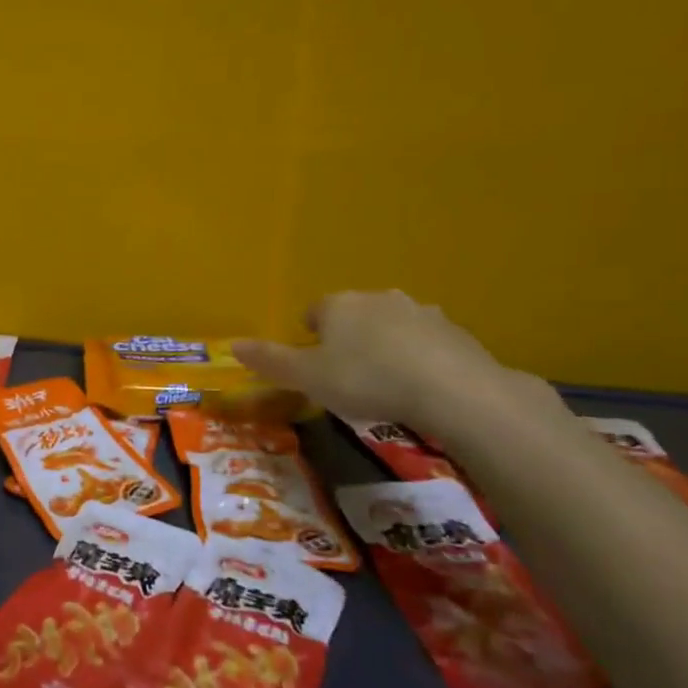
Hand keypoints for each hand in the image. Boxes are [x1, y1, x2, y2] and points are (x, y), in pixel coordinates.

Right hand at [235, 290, 542, 434]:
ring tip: (384, 380)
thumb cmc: (366, 380)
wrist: (451, 390)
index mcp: (338, 305)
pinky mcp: (454, 331)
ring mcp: (420, 311)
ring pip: (390, 325)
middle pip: (353, 314)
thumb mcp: (307, 377)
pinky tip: (418, 385)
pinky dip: (417, 356)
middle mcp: (377, 298)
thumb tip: (233, 345)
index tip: (312, 363)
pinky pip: (425, 341)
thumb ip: (270, 361)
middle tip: (346, 374)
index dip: (309, 335)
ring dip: (384, 344)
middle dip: (347, 337)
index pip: (313, 311)